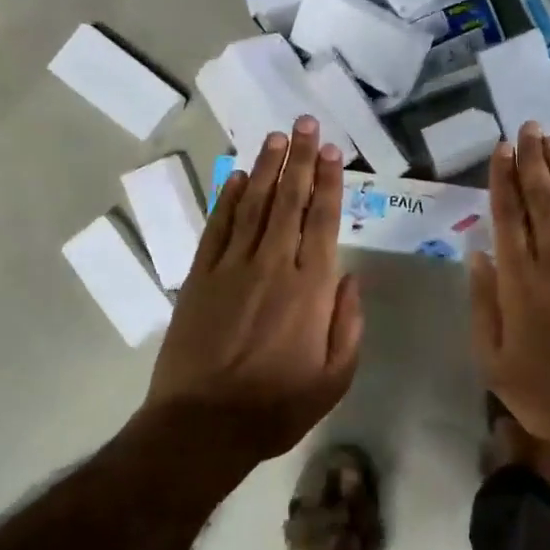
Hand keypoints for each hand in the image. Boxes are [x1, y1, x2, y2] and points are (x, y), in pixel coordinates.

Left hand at [144, 117, 362, 466]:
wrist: (203, 425)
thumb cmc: (277, 407)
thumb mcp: (334, 378)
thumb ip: (348, 325)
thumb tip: (350, 279)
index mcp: (310, 289)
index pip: (322, 221)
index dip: (329, 182)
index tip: (333, 151)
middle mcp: (272, 266)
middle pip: (289, 201)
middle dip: (299, 159)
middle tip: (305, 123)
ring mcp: (231, 268)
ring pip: (253, 205)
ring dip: (266, 168)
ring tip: (276, 137)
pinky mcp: (199, 278)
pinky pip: (216, 228)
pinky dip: (227, 200)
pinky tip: (236, 178)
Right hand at [469, 122, 549, 459]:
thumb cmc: (544, 393)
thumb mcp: (492, 361)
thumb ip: (483, 304)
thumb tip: (479, 256)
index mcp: (519, 280)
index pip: (508, 216)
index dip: (503, 179)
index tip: (501, 149)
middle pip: (543, 199)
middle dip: (534, 160)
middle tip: (529, 128)